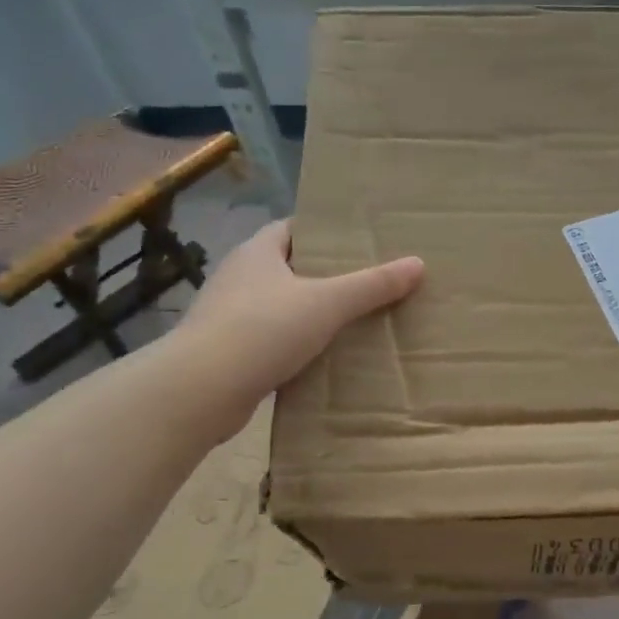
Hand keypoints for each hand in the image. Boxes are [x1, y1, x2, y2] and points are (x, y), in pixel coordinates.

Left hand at [178, 218, 422, 407]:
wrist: (201, 389)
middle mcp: (238, 278)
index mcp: (257, 253)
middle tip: (365, 284)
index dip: (323, 233)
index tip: (358, 244)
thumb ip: (372, 285)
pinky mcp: (227, 353)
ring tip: (350, 323)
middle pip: (287, 268)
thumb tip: (417, 264)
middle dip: (322, 275)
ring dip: (307, 314)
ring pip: (278, 307)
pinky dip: (293, 346)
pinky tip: (320, 359)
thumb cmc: (263, 330)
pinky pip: (269, 341)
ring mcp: (228, 316)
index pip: (292, 229)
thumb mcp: (327, 303)